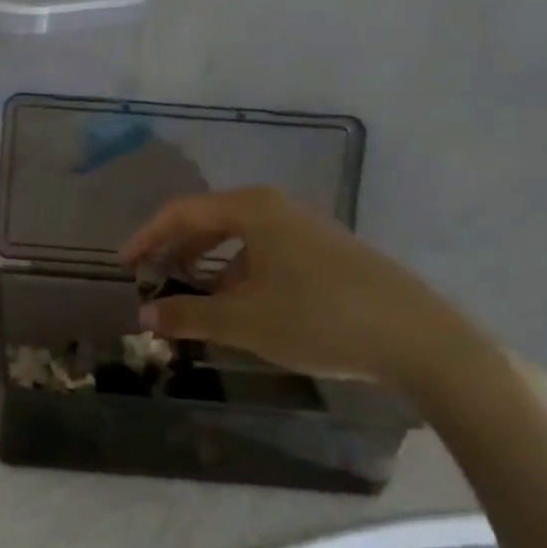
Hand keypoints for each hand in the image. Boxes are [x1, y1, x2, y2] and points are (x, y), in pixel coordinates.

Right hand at [118, 188, 494, 389]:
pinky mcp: (330, 251)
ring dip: (211, 265)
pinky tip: (246, 307)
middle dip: (177, 250)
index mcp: (252, 209)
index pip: (181, 213)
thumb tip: (144, 317)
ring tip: (197, 300)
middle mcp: (277, 208)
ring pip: (241, 238)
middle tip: (154, 279)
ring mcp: (307, 227)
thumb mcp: (244, 321)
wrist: (421, 340)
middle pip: (210, 221)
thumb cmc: (320, 319)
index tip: (125, 265)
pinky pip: (268, 251)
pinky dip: (243, 273)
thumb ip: (188, 315)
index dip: (147, 237)